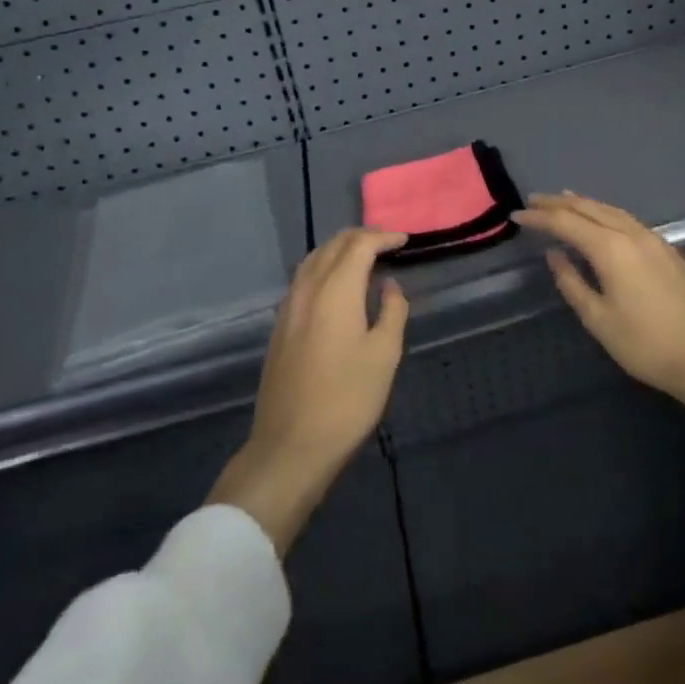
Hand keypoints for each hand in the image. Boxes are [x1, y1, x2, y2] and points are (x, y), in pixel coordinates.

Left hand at [206, 228, 409, 553]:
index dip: (383, 237)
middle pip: (333, 245)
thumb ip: (392, 312)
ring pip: (314, 259)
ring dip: (339, 249)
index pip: (359, 245)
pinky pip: (303, 278)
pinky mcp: (280, 325)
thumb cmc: (347, 399)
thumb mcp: (384, 355)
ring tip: (364, 257)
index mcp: (336, 290)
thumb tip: (389, 286)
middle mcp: (308, 288)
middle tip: (387, 242)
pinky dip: (324, 267)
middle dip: (361, 237)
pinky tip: (336, 284)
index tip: (404, 240)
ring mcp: (289, 306)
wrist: (291, 446)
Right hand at [513, 192, 684, 454]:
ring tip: (564, 201)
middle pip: (590, 208)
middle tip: (535, 200)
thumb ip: (572, 284)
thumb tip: (555, 256)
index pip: (566, 223)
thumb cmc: (648, 345)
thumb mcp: (600, 320)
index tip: (517, 215)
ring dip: (584, 204)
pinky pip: (628, 220)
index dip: (540, 217)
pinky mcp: (669, 251)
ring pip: (612, 211)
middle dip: (560, 202)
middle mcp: (632, 234)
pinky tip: (602, 221)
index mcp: (611, 248)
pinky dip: (606, 213)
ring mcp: (655, 240)